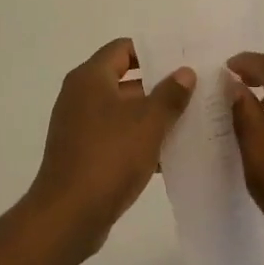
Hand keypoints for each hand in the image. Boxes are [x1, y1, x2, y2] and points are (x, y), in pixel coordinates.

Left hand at [27, 39, 194, 259]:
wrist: (68, 215)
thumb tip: (185, 72)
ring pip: (124, 112)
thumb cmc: (109, 157)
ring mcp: (80, 127)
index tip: (182, 59)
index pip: (123, 49)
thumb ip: (170, 94)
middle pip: (125, 80)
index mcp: (91, 78)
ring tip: (191, 121)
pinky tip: (170, 155)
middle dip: (159, 86)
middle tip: (195, 91)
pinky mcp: (84, 154)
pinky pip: (117, 138)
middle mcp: (81, 96)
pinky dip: (140, 141)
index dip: (153, 51)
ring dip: (153, 117)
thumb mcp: (148, 122)